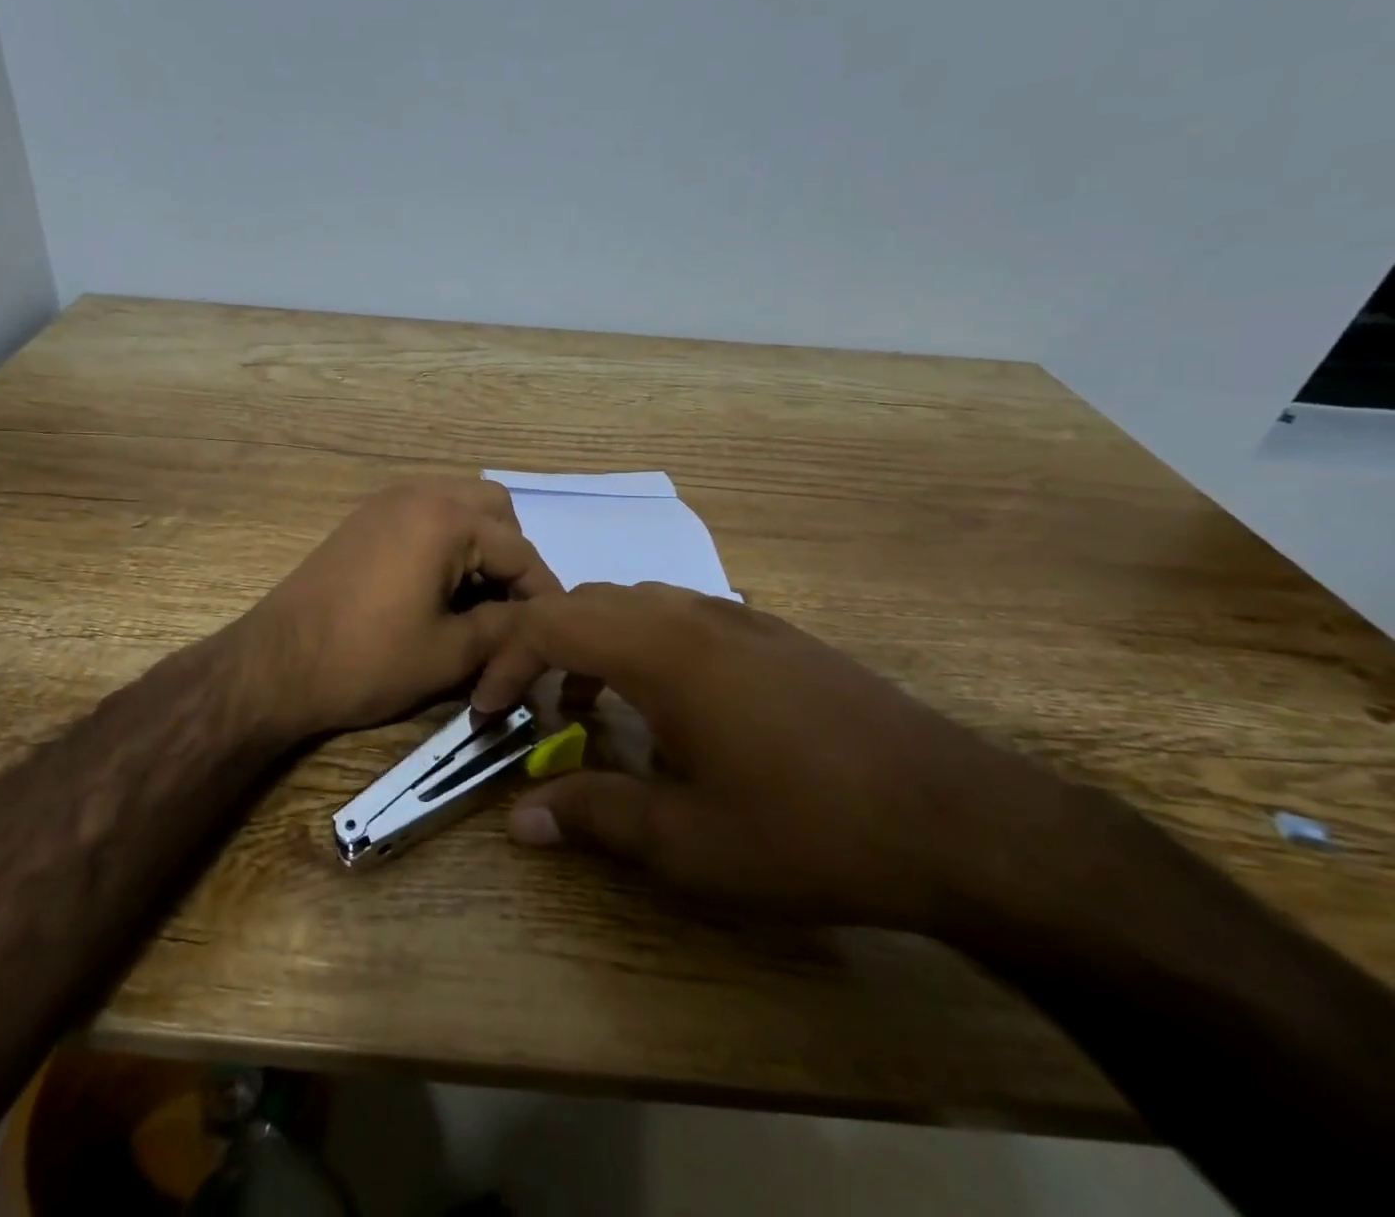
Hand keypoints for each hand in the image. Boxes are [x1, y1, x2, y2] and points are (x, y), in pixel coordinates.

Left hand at [236, 478, 560, 743]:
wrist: (274, 665)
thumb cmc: (368, 661)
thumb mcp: (451, 653)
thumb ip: (509, 629)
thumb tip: (540, 623)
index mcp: (447, 519)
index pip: (520, 551)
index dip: (544, 594)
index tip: (554, 631)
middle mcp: (420, 493)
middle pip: (495, 510)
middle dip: (511, 556)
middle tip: (507, 606)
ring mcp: (387, 501)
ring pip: (459, 506)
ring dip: (479, 545)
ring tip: (475, 598)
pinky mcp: (365, 518)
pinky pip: (425, 513)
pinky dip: (446, 541)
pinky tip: (438, 586)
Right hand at [474, 582, 1044, 930]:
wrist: (958, 818)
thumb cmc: (807, 829)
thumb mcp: (687, 842)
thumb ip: (595, 816)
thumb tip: (520, 818)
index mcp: (660, 651)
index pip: (551, 624)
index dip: (505, 661)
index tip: (486, 712)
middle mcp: (692, 615)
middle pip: (587, 602)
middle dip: (541, 648)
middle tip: (527, 707)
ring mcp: (740, 618)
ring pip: (635, 604)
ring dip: (594, 644)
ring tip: (590, 707)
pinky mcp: (776, 635)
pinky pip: (681, 617)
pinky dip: (643, 645)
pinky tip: (668, 705)